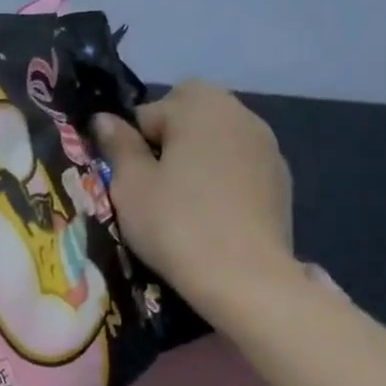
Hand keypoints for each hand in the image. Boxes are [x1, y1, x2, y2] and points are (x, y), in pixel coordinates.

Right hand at [94, 81, 298, 317]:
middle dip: (169, 140)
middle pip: (190, 115)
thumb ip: (118, 144)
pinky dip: (223, 179)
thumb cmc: (177, 223)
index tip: (129, 176)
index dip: (133, 141)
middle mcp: (240, 115)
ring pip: (218, 139)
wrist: (246, 279)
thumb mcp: (130, 184)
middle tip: (155, 182)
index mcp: (200, 106)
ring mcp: (268, 147)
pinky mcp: (282, 181)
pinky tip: (214, 214)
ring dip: (198, 157)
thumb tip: (104, 118)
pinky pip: (240, 165)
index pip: (150, 110)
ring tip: (184, 200)